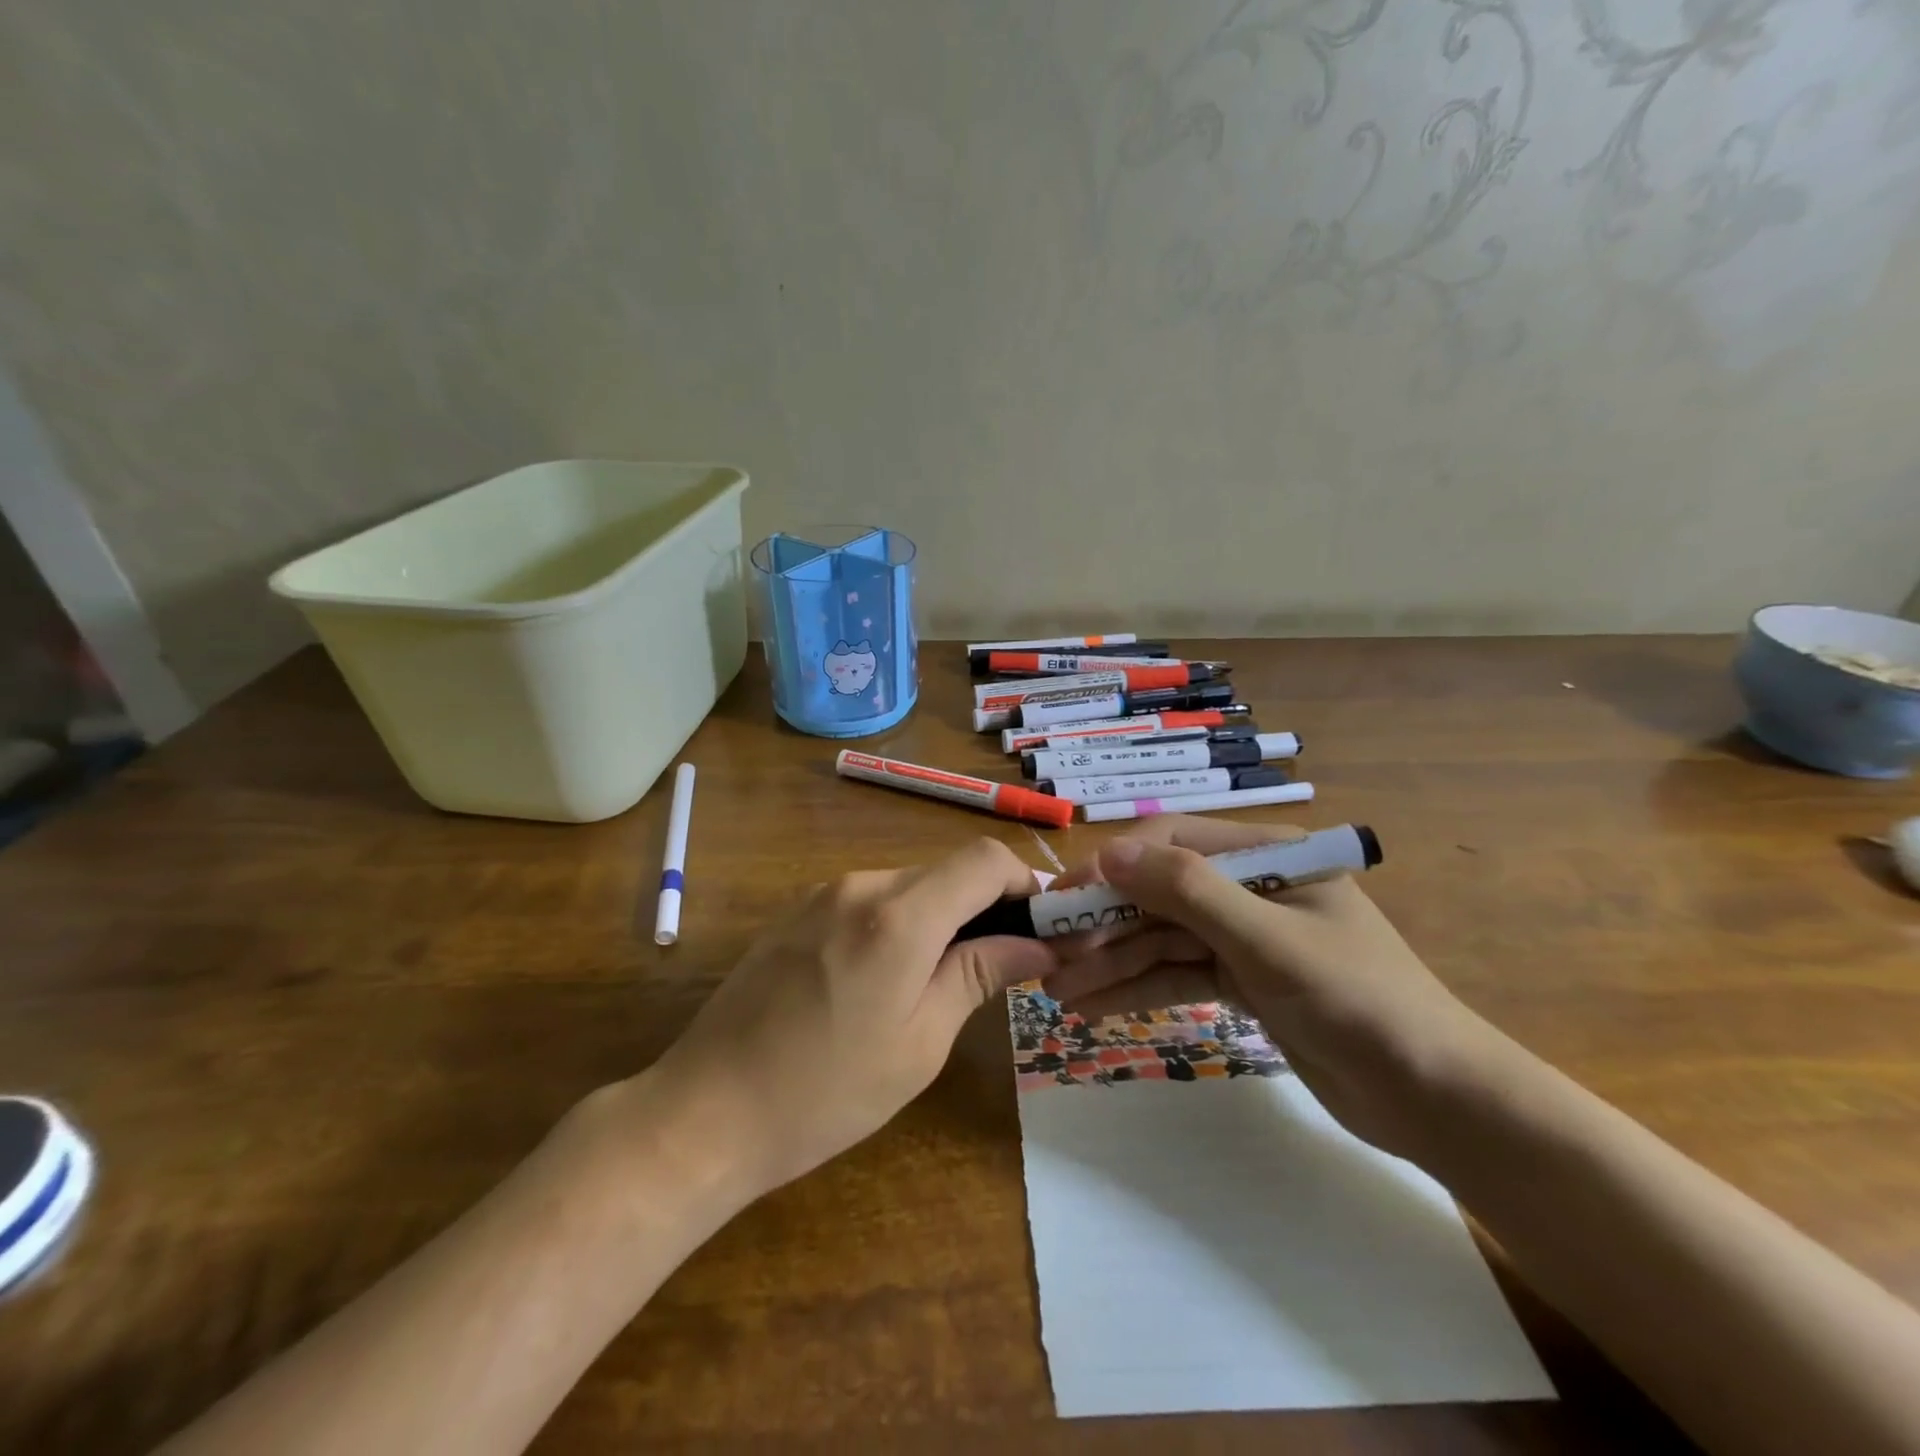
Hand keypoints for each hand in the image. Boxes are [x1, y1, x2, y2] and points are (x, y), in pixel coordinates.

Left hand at [651, 837, 1055, 1198]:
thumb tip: (1037, 944)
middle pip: (948, 870)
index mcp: (900, 916)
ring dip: (942, 916)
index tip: (1041, 929)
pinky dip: (901, 922)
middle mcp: (862, 885)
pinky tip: (887, 978)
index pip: (985, 860)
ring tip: (942, 980)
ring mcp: (823, 894)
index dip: (1024, 884)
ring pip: (910, 884)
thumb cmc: (825, 1093)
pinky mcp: (799, 911)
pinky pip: (871, 899)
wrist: (704, 1111)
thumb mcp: (920, 1043)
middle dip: (987, 905)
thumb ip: (978, 975)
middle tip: (1002, 965)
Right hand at [1042, 817, 1498, 1156]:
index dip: (1114, 867)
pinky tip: (1092, 1005)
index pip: (1171, 842)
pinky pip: (1177, 974)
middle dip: (1105, 924)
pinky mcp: (1241, 980)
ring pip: (1162, 938)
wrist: (1435, 1099)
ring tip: (1056, 991)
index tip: (1064, 901)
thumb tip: (1110, 852)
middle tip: (1049, 956)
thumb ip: (1189, 891)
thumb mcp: (1269, 941)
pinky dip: (1137, 988)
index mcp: (1266, 854)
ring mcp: (1244, 935)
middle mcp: (1249, 885)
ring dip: (1111, 961)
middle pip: (1159, 893)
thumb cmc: (1358, 1001)